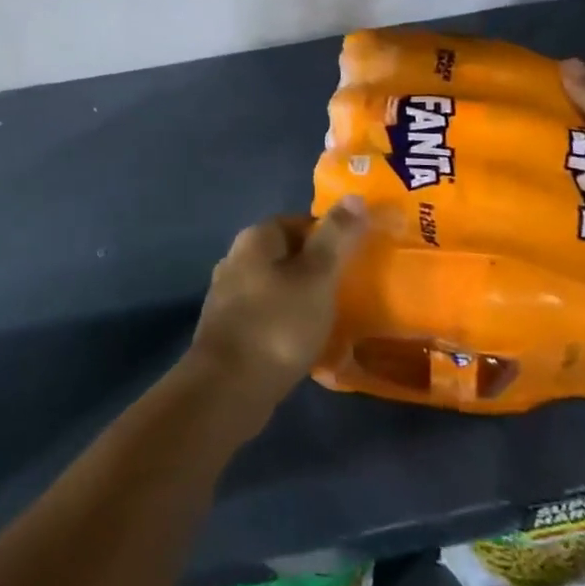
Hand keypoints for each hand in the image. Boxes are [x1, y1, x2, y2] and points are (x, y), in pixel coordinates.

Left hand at [187, 202, 366, 418]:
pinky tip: (307, 343)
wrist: (227, 389)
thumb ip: (336, 237)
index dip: (331, 236)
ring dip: (302, 297)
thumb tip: (354, 196)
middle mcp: (236, 259)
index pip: (300, 222)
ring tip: (335, 317)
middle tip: (351, 289)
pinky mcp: (229, 330)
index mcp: (256, 238)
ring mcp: (229, 295)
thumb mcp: (316, 277)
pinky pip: (267, 316)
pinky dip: (287, 323)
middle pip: (288, 254)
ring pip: (277, 286)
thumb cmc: (277, 325)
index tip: (358, 257)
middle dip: (317, 268)